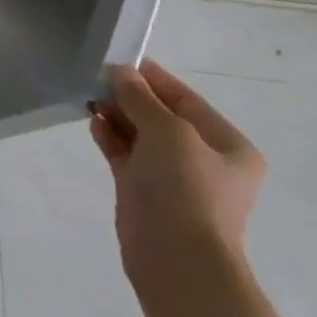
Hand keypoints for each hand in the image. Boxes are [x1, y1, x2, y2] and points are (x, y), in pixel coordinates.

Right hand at [90, 59, 264, 292]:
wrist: (176, 258)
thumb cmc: (186, 189)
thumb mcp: (167, 132)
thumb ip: (140, 98)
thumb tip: (118, 71)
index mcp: (227, 145)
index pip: (186, 99)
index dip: (152, 78)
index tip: (118, 59)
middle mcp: (203, 158)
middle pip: (161, 115)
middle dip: (130, 96)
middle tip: (95, 79)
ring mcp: (173, 176)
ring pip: (140, 134)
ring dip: (117, 115)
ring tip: (89, 98)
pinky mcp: (144, 190)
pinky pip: (126, 153)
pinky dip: (110, 137)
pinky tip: (92, 122)